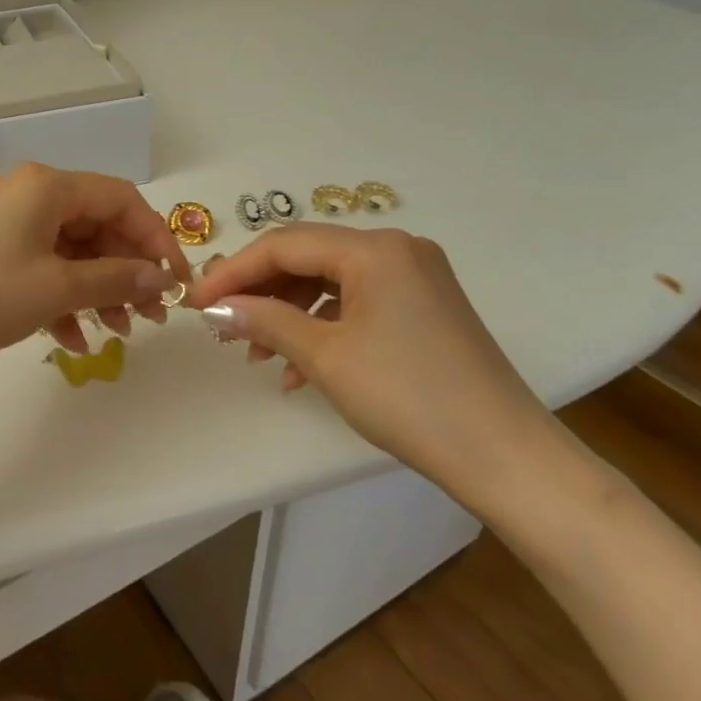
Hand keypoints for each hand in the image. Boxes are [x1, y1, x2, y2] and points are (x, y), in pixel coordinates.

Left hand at [0, 165, 191, 374]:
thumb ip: (116, 279)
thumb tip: (162, 279)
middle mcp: (27, 194)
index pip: (122, 200)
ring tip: (118, 334)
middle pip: (97, 225)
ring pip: (70, 250)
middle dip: (127, 272)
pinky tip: (73, 340)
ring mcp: (5, 222)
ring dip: (98, 289)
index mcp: (46, 186)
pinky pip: (40, 266)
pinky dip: (61, 298)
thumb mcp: (56, 288)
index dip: (156, 239)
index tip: (177, 283)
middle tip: (150, 317)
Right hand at [188, 225, 551, 501]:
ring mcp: (416, 276)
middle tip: (222, 326)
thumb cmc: (408, 398)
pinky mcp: (424, 306)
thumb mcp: (326, 357)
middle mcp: (397, 249)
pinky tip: (298, 368)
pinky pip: (358, 302)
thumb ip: (265, 321)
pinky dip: (323, 327)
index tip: (196, 302)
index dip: (233, 272)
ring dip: (288, 313)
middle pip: (308, 258)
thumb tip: (216, 308)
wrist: (504, 456)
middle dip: (260, 292)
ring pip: (331, 282)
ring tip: (256, 354)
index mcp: (375, 249)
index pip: (285, 245)